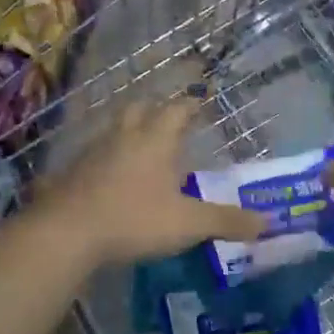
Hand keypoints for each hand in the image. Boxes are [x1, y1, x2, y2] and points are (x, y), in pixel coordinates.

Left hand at [34, 98, 265, 268]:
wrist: (66, 232)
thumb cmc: (134, 219)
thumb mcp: (188, 223)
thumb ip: (226, 221)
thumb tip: (267, 222)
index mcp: (155, 139)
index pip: (177, 110)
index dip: (190, 104)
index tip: (200, 101)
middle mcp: (124, 136)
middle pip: (139, 110)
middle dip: (155, 111)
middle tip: (168, 120)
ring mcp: (93, 152)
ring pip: (113, 130)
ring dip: (128, 133)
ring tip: (140, 147)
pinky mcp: (72, 173)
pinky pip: (93, 156)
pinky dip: (105, 159)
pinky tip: (108, 177)